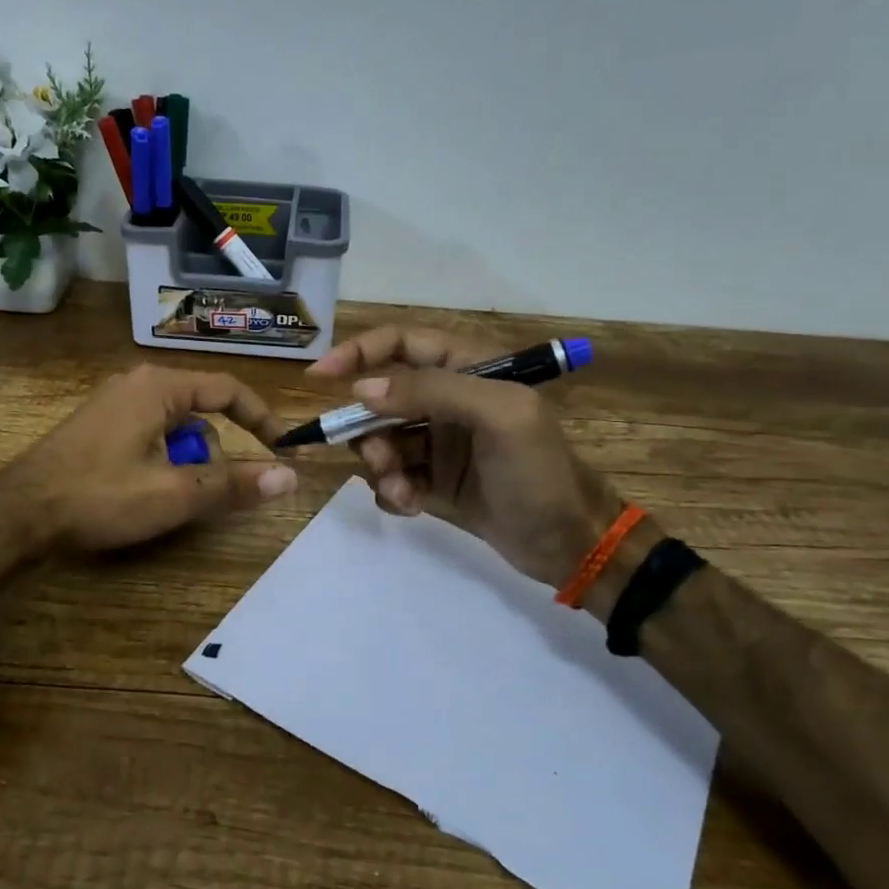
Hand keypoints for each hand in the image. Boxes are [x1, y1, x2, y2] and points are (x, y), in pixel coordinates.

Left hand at [1, 363, 296, 551]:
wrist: (18, 514)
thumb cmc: (99, 496)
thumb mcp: (174, 494)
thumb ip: (233, 484)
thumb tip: (289, 477)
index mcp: (158, 387)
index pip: (228, 390)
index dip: (261, 420)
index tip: (282, 450)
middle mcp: (136, 384)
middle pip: (200, 413)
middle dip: (211, 455)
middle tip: (205, 495)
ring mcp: (112, 405)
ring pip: (173, 429)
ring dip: (185, 463)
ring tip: (168, 500)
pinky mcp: (97, 427)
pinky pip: (148, 437)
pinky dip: (161, 462)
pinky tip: (142, 494)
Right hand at [306, 325, 622, 585]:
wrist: (568, 544)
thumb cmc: (539, 471)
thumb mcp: (499, 416)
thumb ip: (432, 391)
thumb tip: (362, 390)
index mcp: (469, 368)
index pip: (401, 344)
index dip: (358, 353)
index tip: (320, 377)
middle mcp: (449, 400)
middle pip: (381, 398)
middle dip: (369, 428)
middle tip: (377, 456)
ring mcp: (439, 443)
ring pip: (381, 441)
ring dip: (381, 465)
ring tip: (402, 490)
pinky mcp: (432, 481)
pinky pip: (391, 477)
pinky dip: (391, 491)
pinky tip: (410, 506)